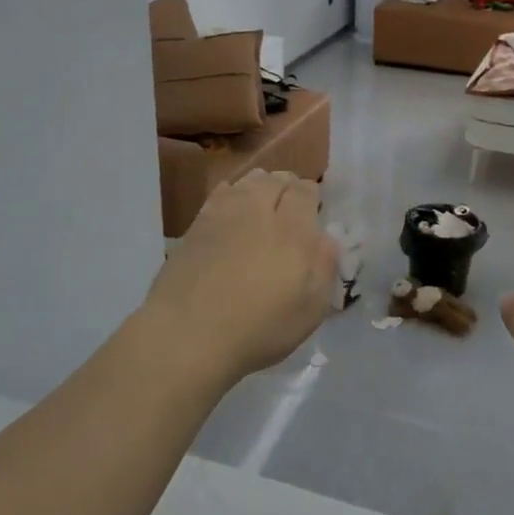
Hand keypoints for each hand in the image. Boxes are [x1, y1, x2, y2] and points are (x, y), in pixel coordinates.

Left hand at [140, 170, 337, 387]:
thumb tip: (326, 238)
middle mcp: (257, 210)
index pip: (305, 190)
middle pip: (275, 179)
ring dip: (260, 186)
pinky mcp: (195, 225)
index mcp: (292, 229)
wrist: (187, 335)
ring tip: (262, 203)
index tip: (313, 210)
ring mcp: (222, 214)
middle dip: (287, 185)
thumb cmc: (258, 328)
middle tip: (290, 205)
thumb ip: (324, 267)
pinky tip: (231, 209)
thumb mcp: (310, 309)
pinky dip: (231, 194)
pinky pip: (219, 194)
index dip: (311, 195)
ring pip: (246, 181)